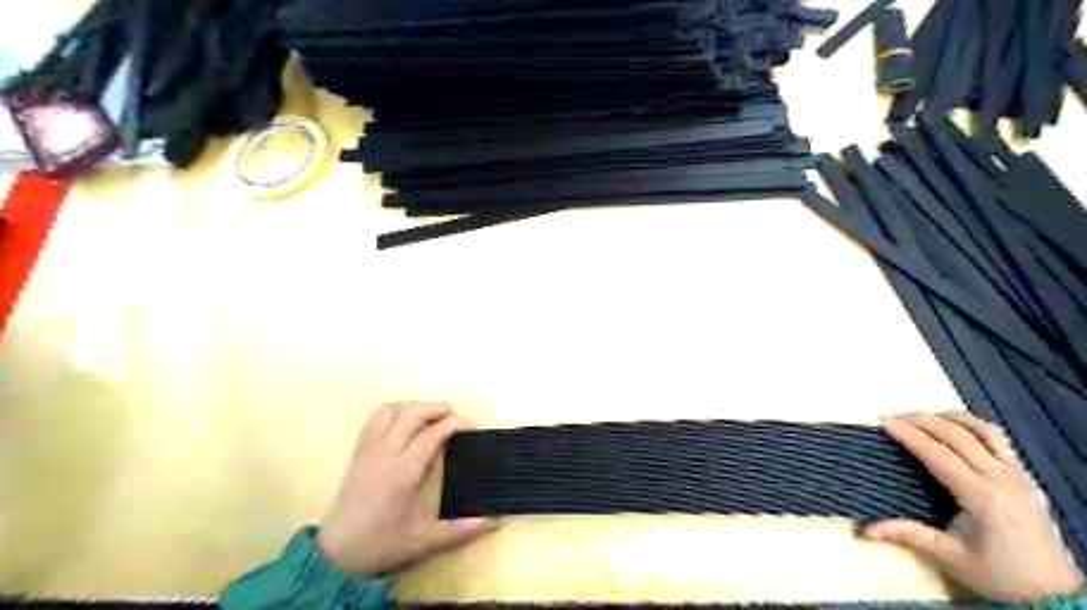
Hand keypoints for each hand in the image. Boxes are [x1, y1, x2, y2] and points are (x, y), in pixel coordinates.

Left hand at [317, 402, 498, 572]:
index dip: (455, 423)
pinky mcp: (359, 452)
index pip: (433, 433)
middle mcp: (387, 452)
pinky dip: (394, 410)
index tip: (472, 427)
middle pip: (412, 413)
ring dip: (414, 406)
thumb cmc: (381, 544)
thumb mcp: (423, 541)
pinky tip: (404, 420)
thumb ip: (459, 530)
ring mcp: (370, 449)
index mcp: (405, 471)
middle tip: (455, 416)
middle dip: (437, 408)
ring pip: (392, 410)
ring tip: (431, 415)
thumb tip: (492, 522)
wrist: (335, 554)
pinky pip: (374, 418)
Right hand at [864, 411, 1082, 603]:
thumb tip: (866, 530)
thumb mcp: (950, 557)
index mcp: (983, 497)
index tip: (884, 422)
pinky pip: (998, 440)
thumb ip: (908, 535)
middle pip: (957, 435)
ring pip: (982, 431)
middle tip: (894, 417)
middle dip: (921, 420)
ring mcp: (1019, 476)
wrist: (1054, 595)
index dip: (909, 434)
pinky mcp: (1026, 478)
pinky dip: (972, 426)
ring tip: (922, 417)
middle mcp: (1003, 479)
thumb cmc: (999, 576)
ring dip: (949, 418)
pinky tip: (955, 429)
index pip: (938, 454)